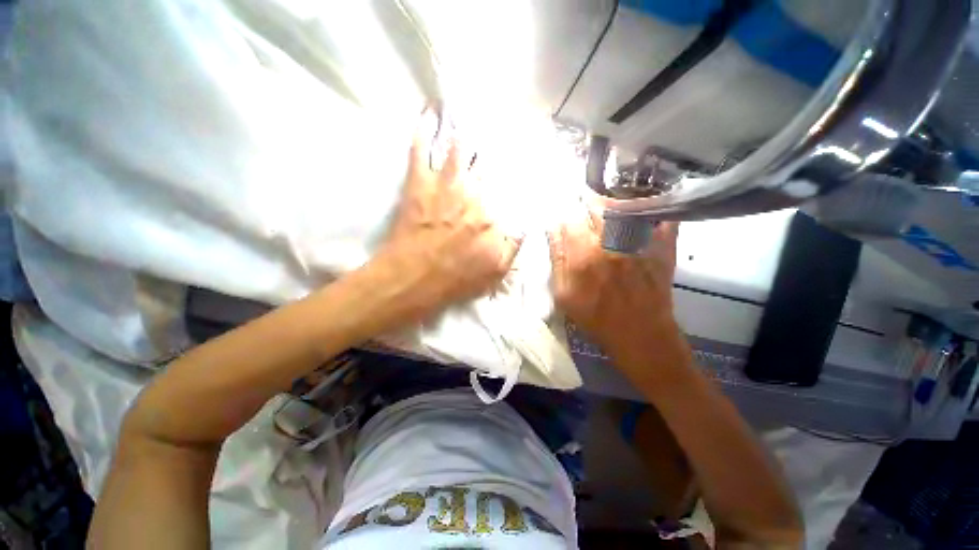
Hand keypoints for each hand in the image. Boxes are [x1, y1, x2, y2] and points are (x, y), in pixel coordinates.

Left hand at [370, 109, 521, 324]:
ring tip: (471, 111)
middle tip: (502, 124)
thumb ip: (515, 246)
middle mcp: (475, 194)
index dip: (520, 171)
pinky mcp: (419, 182)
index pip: (513, 188)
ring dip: (466, 130)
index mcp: (495, 216)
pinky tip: (429, 112)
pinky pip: (421, 149)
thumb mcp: (496, 271)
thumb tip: (527, 225)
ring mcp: (446, 185)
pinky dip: (424, 129)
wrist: (414, 278)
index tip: (527, 157)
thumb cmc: (456, 279)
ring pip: (460, 148)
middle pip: (489, 162)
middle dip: (497, 143)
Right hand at [548, 214, 686, 367]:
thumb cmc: (596, 318)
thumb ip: (557, 260)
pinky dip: (651, 207)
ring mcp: (639, 242)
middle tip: (583, 203)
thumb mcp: (564, 295)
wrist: (640, 335)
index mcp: (583, 255)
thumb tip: (552, 230)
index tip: (563, 216)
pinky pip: (658, 216)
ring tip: (605, 204)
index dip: (564, 215)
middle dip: (587, 201)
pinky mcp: (661, 246)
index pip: (569, 219)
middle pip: (596, 205)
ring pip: (623, 205)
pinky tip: (641, 207)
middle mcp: (611, 242)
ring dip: (612, 200)